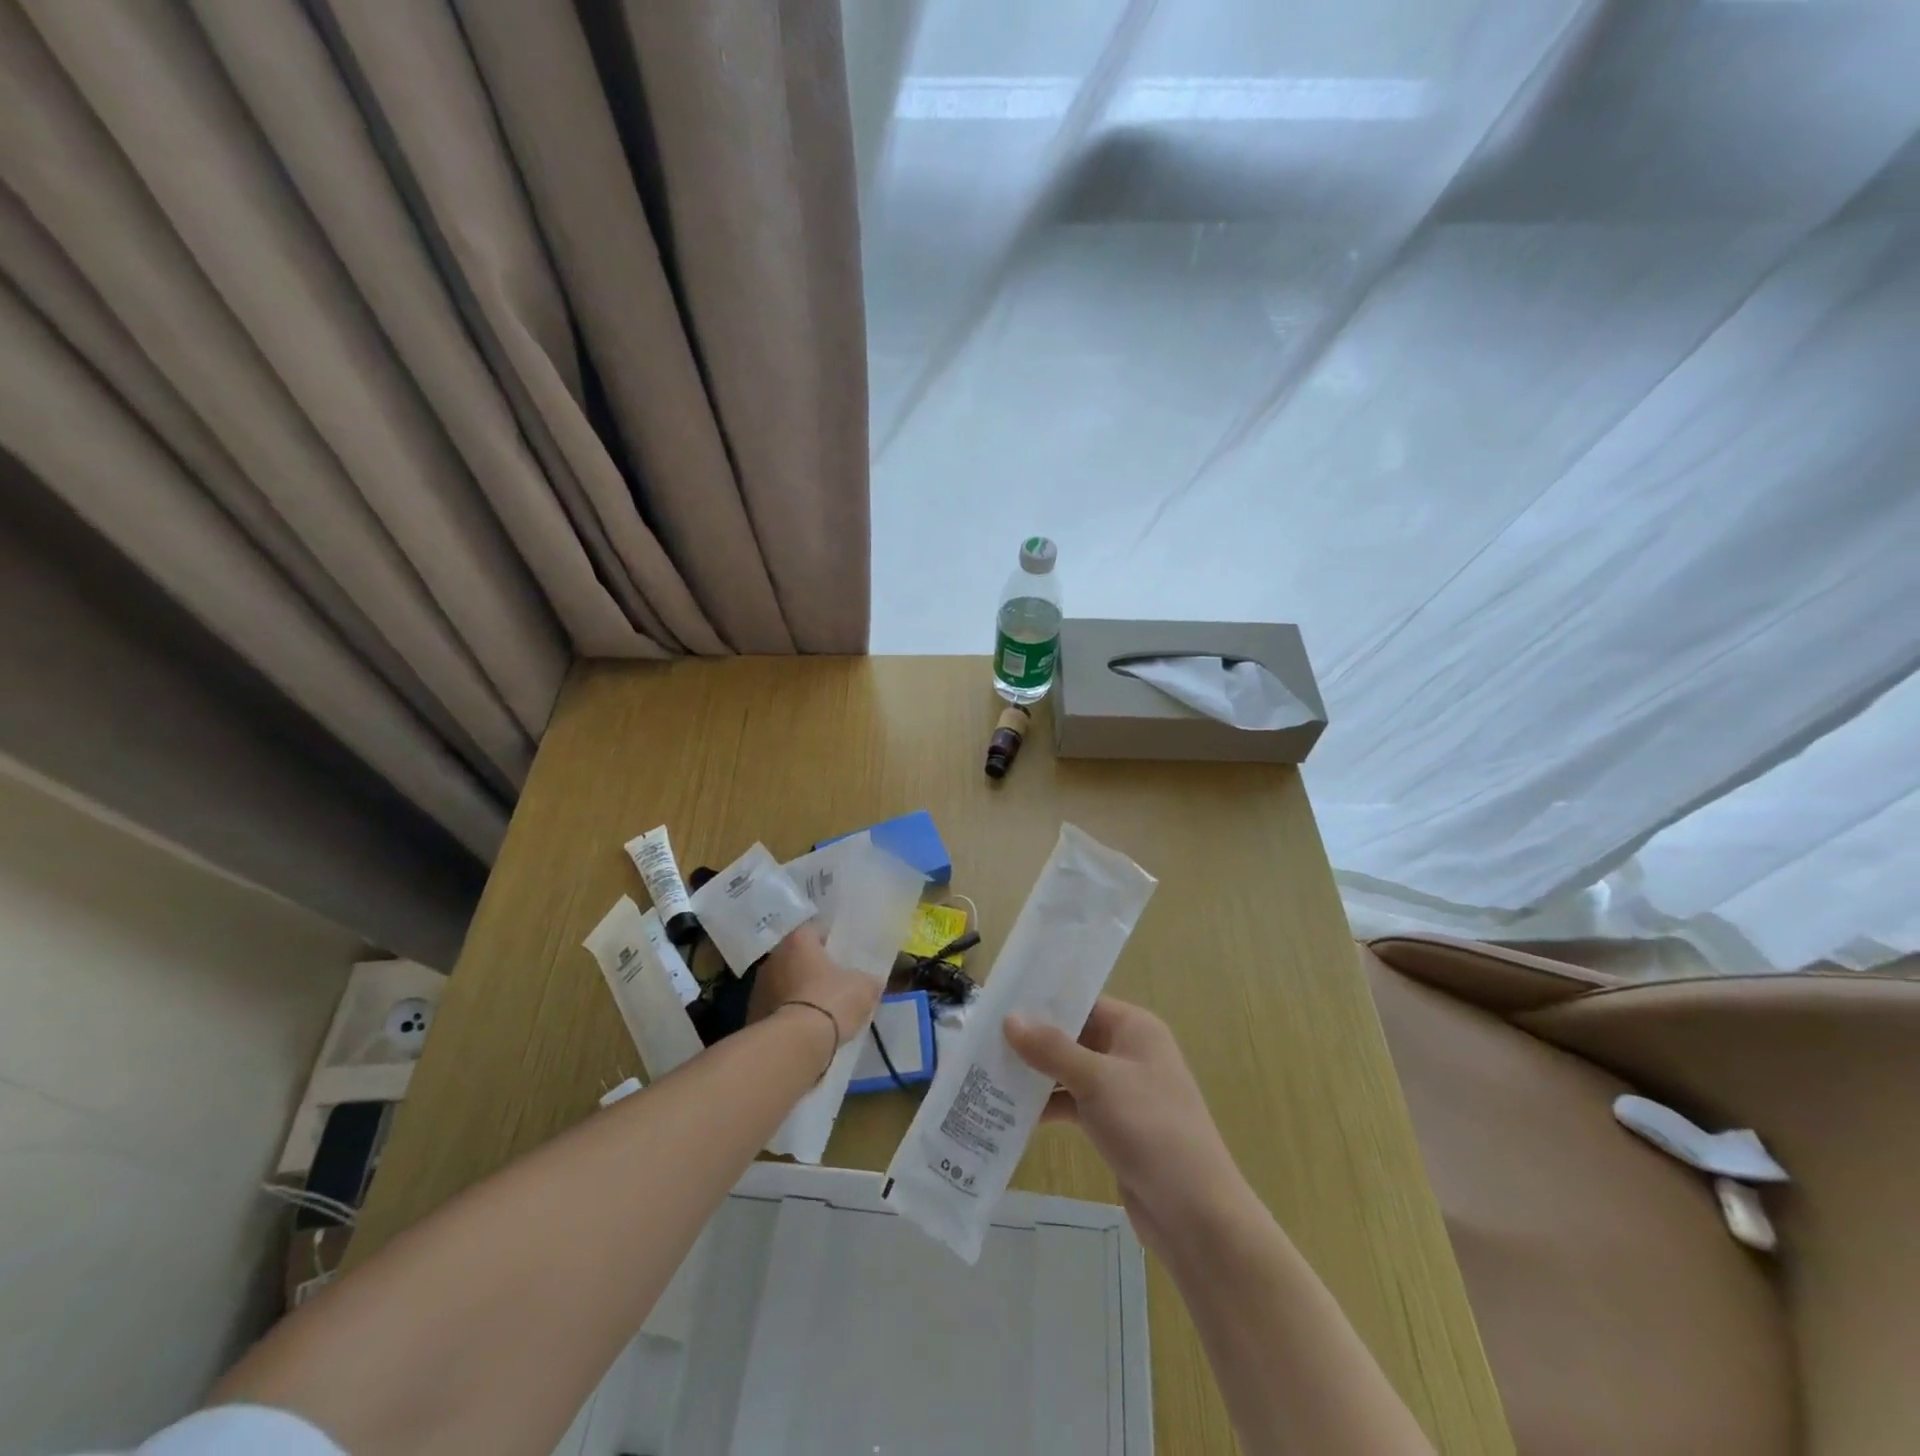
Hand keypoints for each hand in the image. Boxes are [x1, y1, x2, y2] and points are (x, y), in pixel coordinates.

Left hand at [749, 923, 880, 1046]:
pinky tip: (804, 1029)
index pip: (815, 930)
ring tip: (818, 1010)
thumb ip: (867, 980)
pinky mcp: (752, 1015)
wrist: (794, 1044)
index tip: (843, 956)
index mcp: (798, 940)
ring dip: (797, 991)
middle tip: (833, 982)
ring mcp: (758, 987)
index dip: (831, 942)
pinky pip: (776, 1008)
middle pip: (797, 957)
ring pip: (784, 983)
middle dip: (812, 967)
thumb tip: (871, 982)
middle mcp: (774, 957)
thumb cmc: (831, 1002)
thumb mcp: (863, 988)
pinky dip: (788, 1014)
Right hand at [1005, 998, 1245, 1252]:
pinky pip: (1074, 1103)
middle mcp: (1129, 1052)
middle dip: (1033, 1041)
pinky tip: (1012, 1112)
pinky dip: (1048, 1105)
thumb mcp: (1098, 1081)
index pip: (1083, 1002)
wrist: (1195, 1213)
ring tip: (988, 1073)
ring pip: (1070, 1071)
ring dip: (1036, 1075)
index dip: (1043, 1002)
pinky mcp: (1114, 1124)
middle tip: (984, 1040)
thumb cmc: (1151, 1128)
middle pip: (1073, 1036)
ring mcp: (1122, 1090)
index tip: (999, 1004)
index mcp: (1135, 1028)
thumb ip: (1052, 1049)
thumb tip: (1010, 1019)